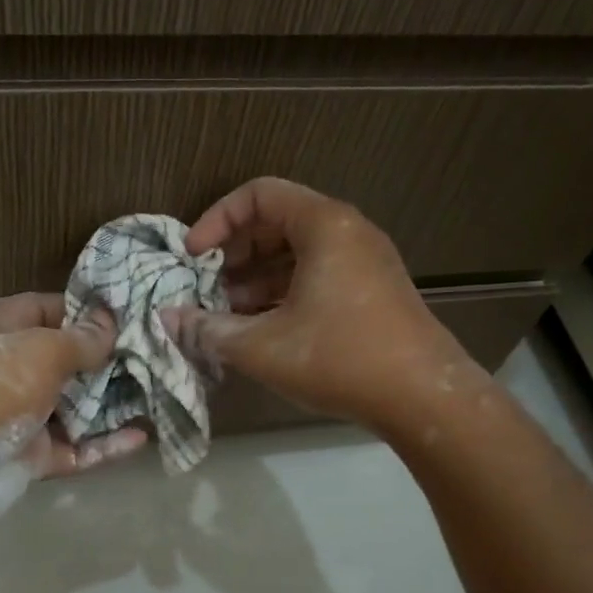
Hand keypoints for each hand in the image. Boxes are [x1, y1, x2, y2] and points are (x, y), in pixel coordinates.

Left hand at [0, 292, 147, 481]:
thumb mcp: (40, 350)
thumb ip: (81, 339)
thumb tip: (110, 323)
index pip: (45, 309)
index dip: (85, 311)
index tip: (130, 316)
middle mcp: (5, 369)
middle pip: (63, 360)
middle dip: (106, 360)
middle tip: (155, 355)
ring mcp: (18, 416)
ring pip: (72, 407)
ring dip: (111, 403)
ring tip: (158, 393)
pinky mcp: (30, 457)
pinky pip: (75, 448)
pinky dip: (105, 445)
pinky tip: (142, 437)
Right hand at [162, 178, 464, 432]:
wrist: (424, 399)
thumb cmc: (339, 360)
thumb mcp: (262, 347)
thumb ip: (209, 329)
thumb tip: (169, 320)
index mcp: (324, 226)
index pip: (259, 194)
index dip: (217, 220)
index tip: (192, 256)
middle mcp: (348, 232)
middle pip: (278, 220)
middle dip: (234, 252)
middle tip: (207, 287)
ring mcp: (366, 262)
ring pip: (298, 252)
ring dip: (257, 278)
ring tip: (227, 315)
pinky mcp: (373, 291)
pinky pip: (318, 275)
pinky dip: (284, 292)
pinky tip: (262, 329)